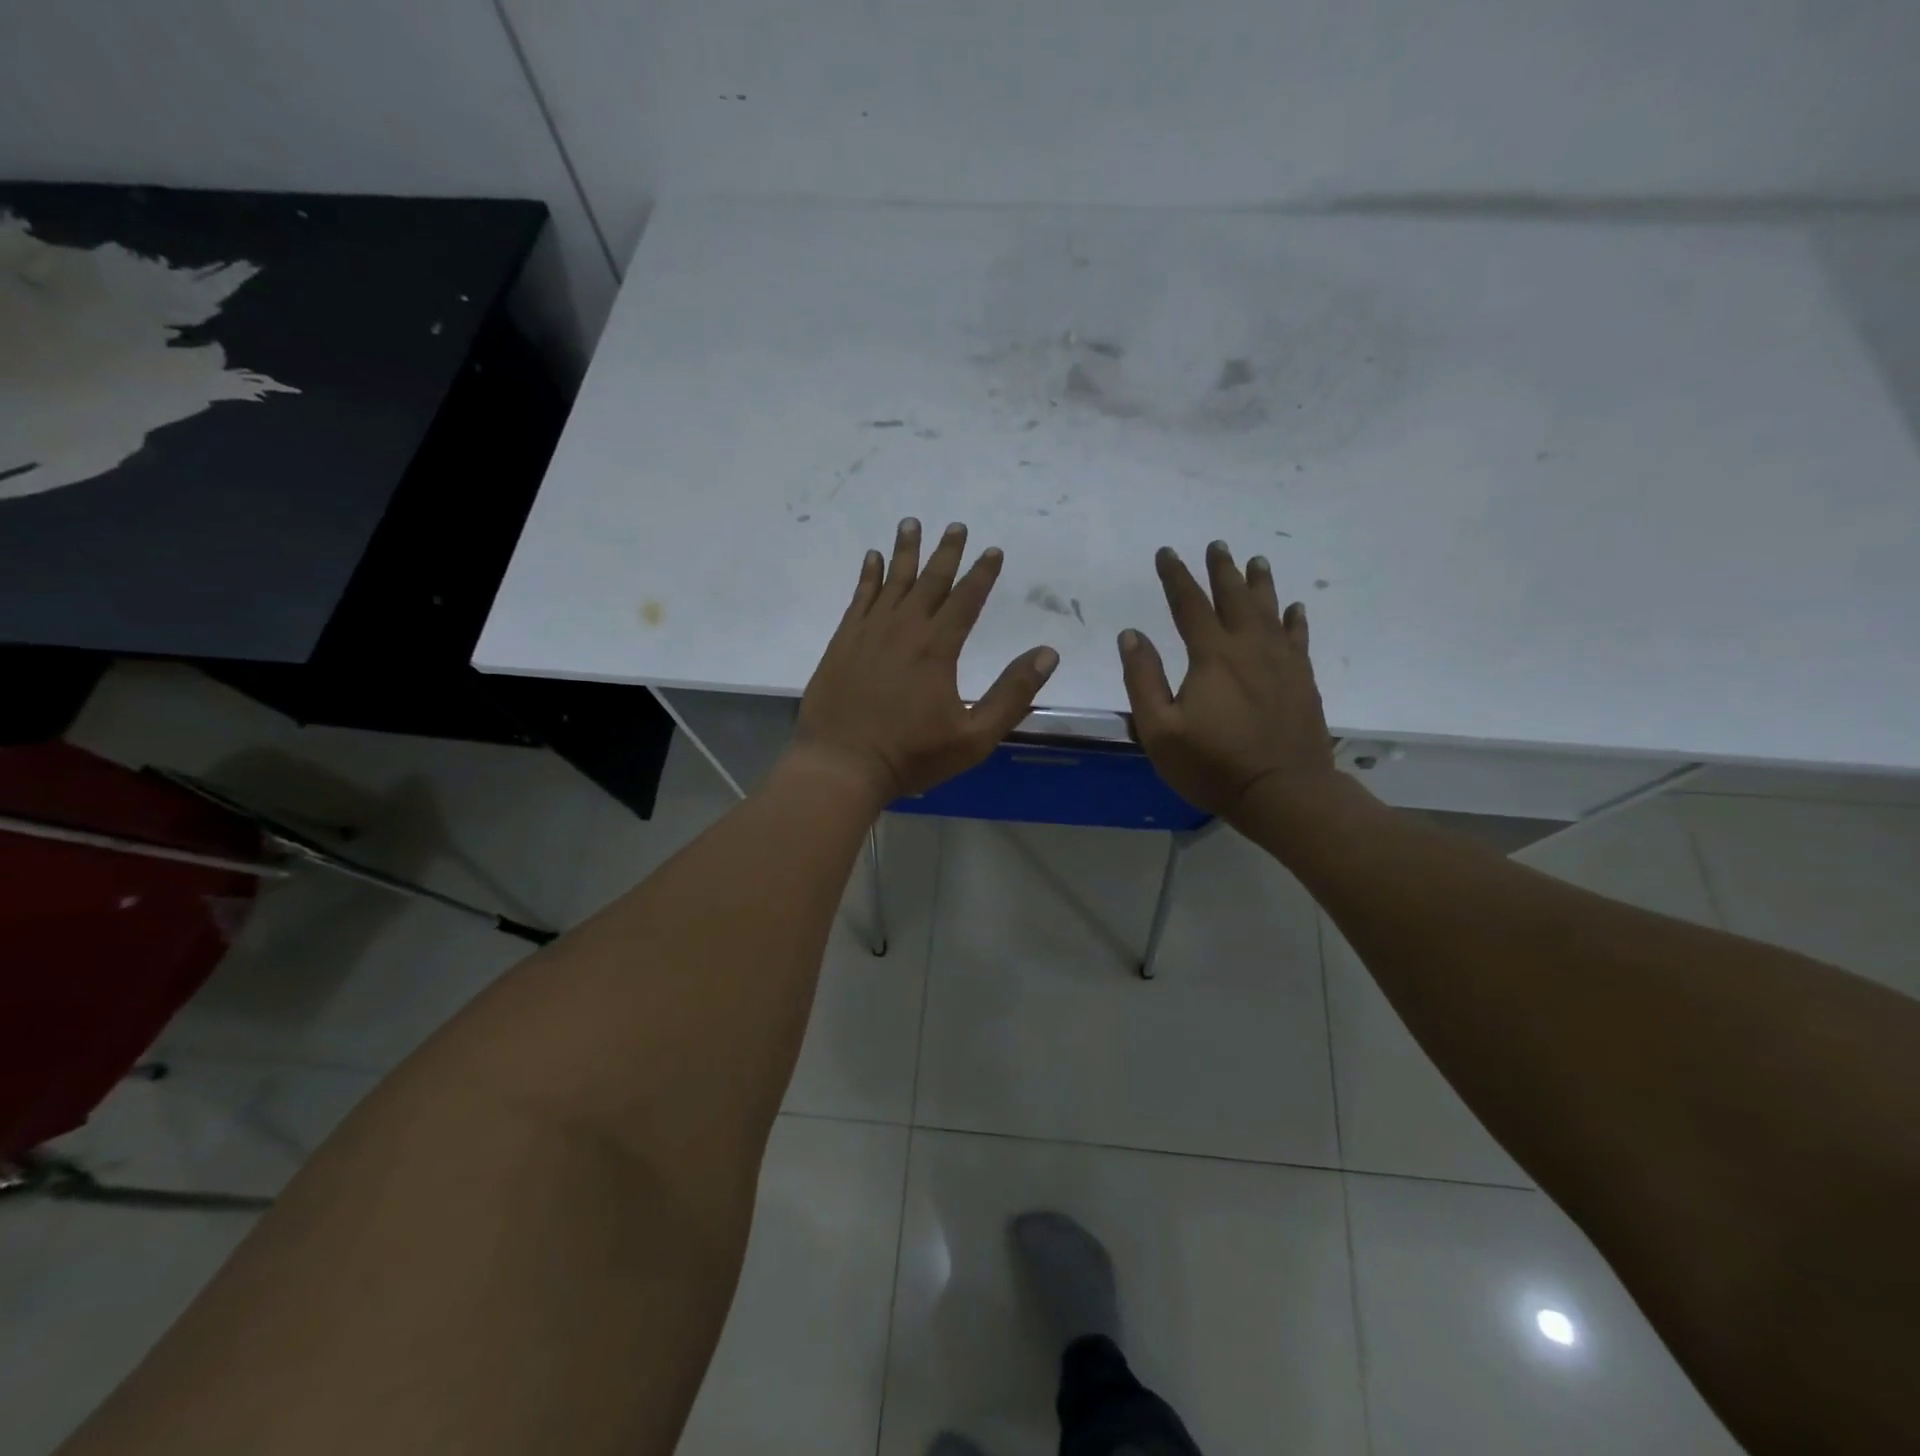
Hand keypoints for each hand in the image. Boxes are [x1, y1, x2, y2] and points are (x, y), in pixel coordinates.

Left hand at [792, 518, 1058, 807]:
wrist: (842, 765)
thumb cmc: (911, 755)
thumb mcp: (974, 736)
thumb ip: (1011, 695)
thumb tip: (1048, 654)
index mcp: (938, 649)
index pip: (966, 600)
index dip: (982, 574)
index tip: (992, 550)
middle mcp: (904, 629)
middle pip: (930, 581)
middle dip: (946, 552)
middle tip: (956, 525)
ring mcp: (869, 633)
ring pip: (892, 581)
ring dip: (905, 551)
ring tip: (912, 523)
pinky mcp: (843, 642)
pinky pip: (859, 597)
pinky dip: (868, 575)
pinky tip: (873, 558)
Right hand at [1118, 541, 1337, 823]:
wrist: (1283, 791)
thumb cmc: (1213, 765)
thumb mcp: (1160, 729)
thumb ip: (1144, 679)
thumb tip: (1131, 635)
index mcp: (1212, 655)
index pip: (1189, 604)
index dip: (1176, 576)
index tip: (1166, 553)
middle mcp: (1249, 647)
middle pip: (1235, 597)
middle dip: (1222, 570)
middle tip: (1217, 545)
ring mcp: (1281, 662)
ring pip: (1270, 610)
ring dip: (1260, 584)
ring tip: (1256, 562)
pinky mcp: (1302, 680)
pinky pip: (1298, 638)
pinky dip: (1294, 619)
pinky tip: (1294, 608)